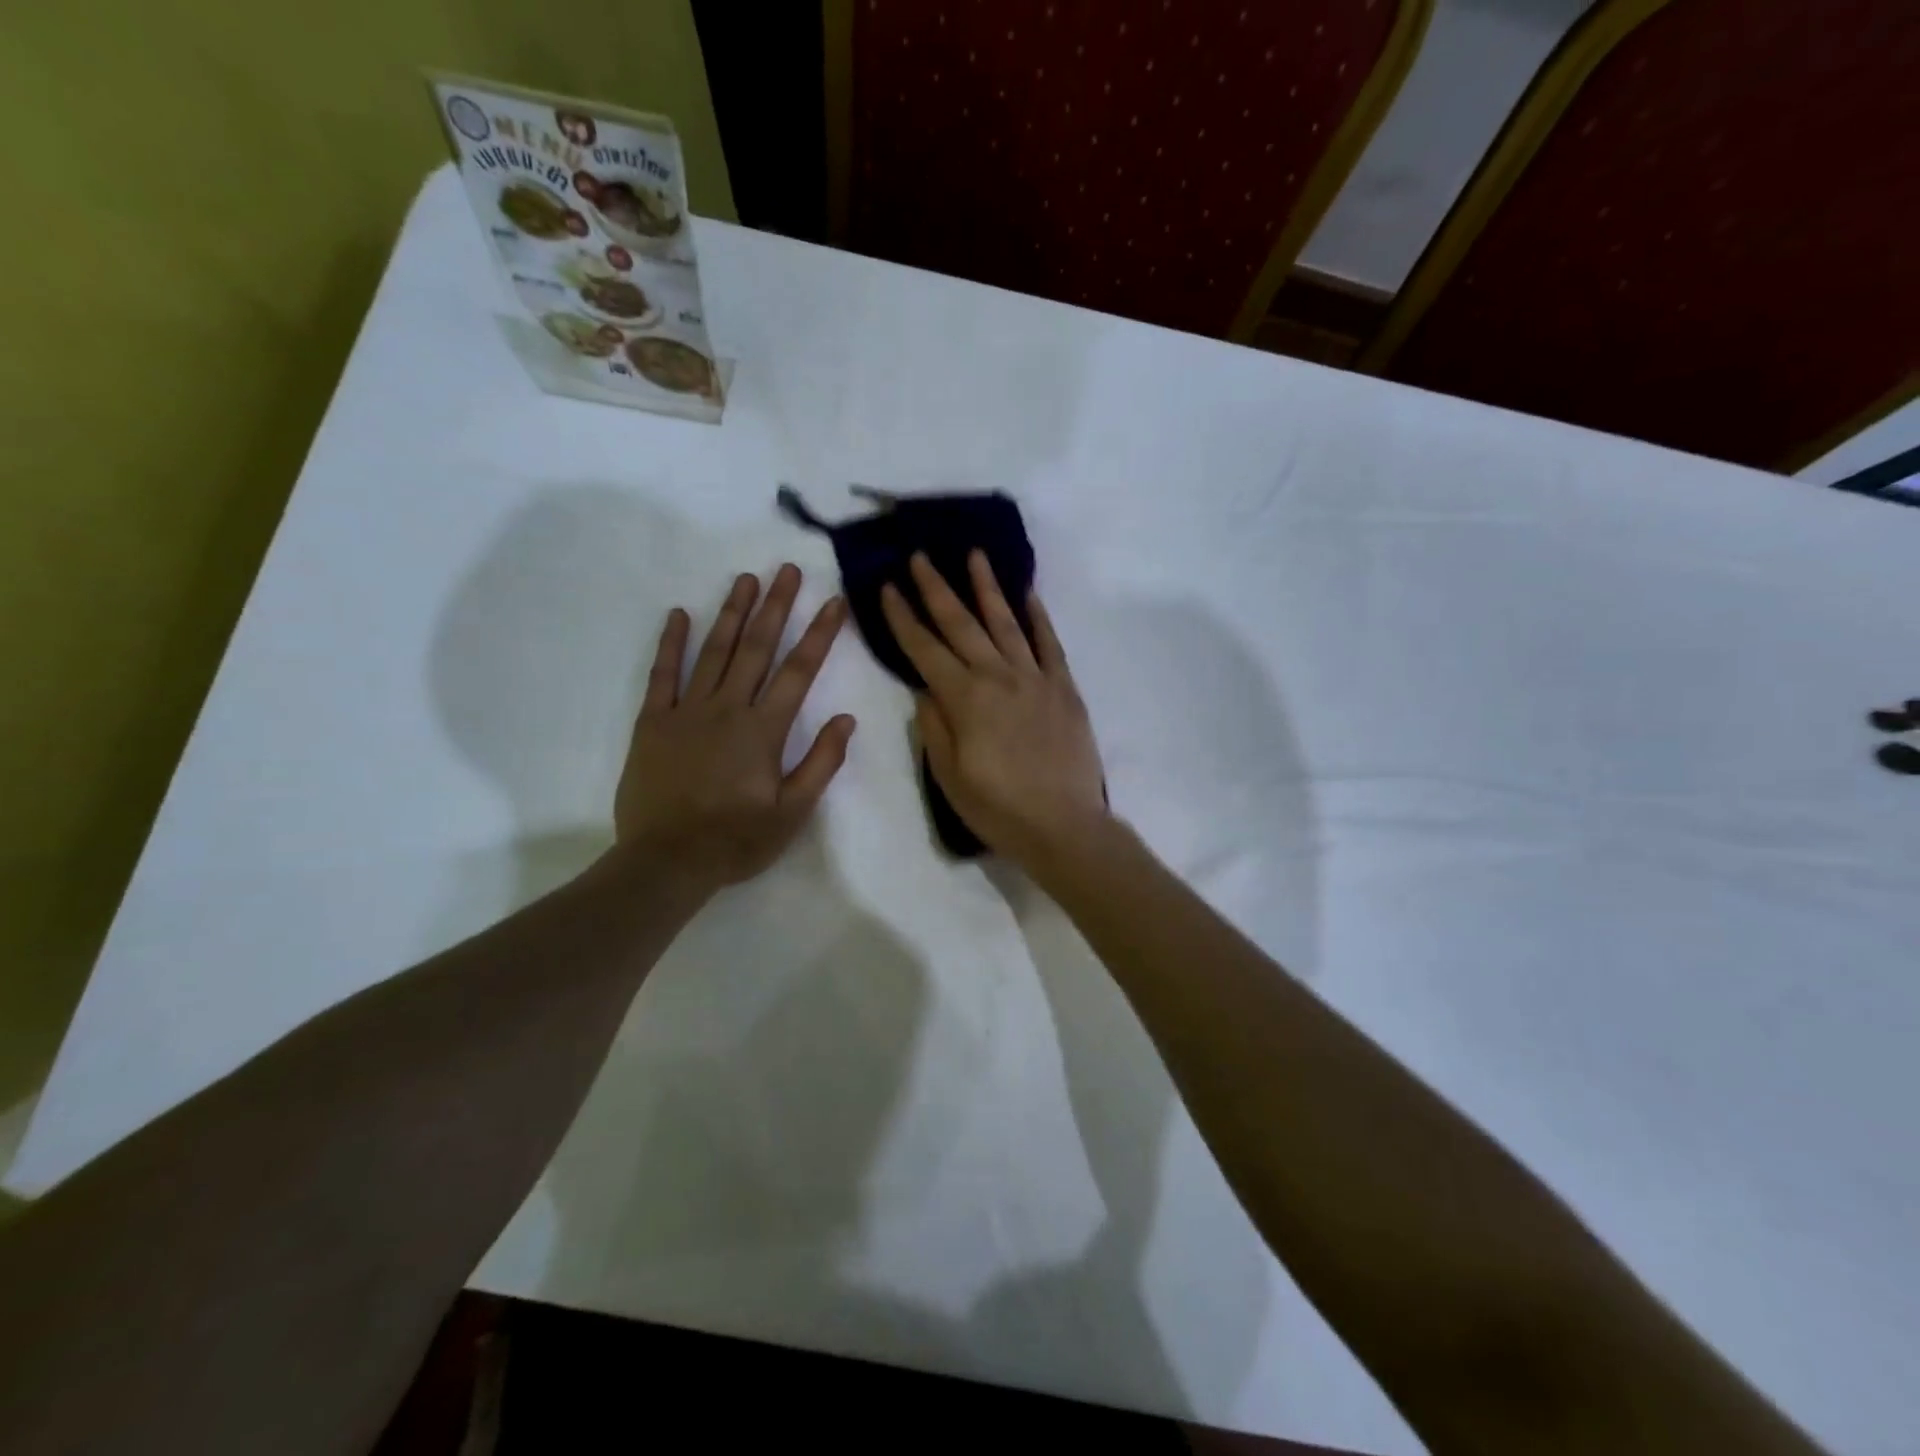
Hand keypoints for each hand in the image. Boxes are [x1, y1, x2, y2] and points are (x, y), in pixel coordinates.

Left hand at [615, 565, 854, 894]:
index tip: (834, 602)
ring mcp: (686, 711)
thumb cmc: (736, 840)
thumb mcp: (793, 812)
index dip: (819, 635)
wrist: (666, 861)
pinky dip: (672, 643)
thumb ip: (821, 763)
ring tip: (746, 579)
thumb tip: (846, 719)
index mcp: (764, 730)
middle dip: (776, 606)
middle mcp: (728, 709)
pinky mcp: (653, 722)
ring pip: (714, 651)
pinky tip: (680, 614)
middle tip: (788, 569)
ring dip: (733, 613)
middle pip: (757, 648)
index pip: (799, 672)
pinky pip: (663, 675)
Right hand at [881, 551, 1107, 867]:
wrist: (1063, 825)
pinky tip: (1028, 595)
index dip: (903, 618)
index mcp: (965, 699)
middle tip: (920, 557)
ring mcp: (1035, 679)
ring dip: (987, 588)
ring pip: (1007, 623)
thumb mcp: (949, 776)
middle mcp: (998, 677)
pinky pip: (1050, 644)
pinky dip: (1039, 618)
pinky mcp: (1064, 688)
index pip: (925, 649)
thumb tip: (925, 689)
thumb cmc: (998, 808)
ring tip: (974, 556)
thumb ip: (934, 727)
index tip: (888, 587)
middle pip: (962, 624)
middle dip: (937, 588)